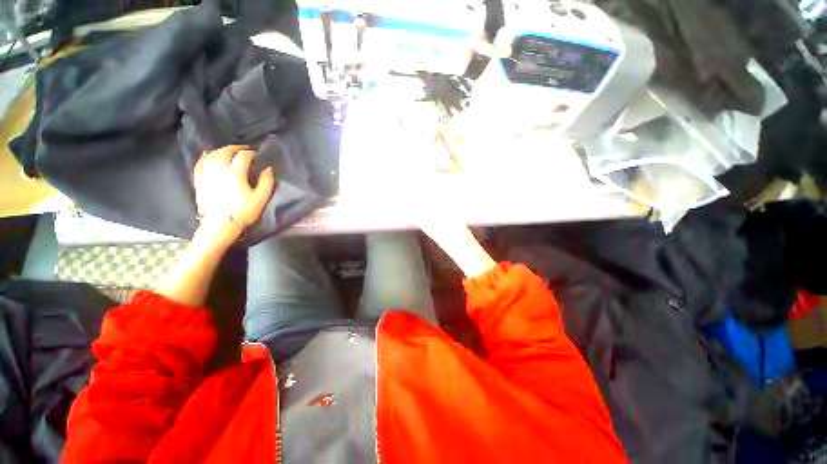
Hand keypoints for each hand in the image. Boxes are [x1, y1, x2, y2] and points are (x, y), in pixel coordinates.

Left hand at [193, 146, 275, 242]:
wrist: (221, 225)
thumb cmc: (244, 211)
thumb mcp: (261, 198)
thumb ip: (266, 182)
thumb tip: (268, 169)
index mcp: (235, 173)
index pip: (243, 156)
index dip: (251, 153)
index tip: (257, 155)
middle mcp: (219, 170)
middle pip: (224, 152)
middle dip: (235, 148)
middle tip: (243, 149)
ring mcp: (207, 175)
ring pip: (210, 156)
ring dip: (220, 150)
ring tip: (227, 150)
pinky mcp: (199, 182)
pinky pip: (199, 165)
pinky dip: (203, 157)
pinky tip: (206, 154)